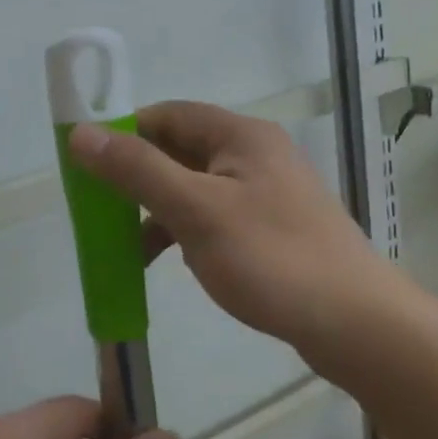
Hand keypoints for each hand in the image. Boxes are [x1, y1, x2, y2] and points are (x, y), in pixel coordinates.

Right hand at [67, 101, 381, 358]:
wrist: (356, 324)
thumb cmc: (271, 258)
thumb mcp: (195, 210)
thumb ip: (136, 170)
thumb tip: (81, 133)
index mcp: (240, 135)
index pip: (167, 114)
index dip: (124, 132)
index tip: (88, 164)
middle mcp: (254, 154)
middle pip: (179, 150)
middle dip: (137, 176)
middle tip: (100, 207)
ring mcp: (266, 192)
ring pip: (194, 187)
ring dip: (158, 209)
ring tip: (127, 244)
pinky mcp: (271, 227)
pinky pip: (213, 215)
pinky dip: (184, 231)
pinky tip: (170, 260)